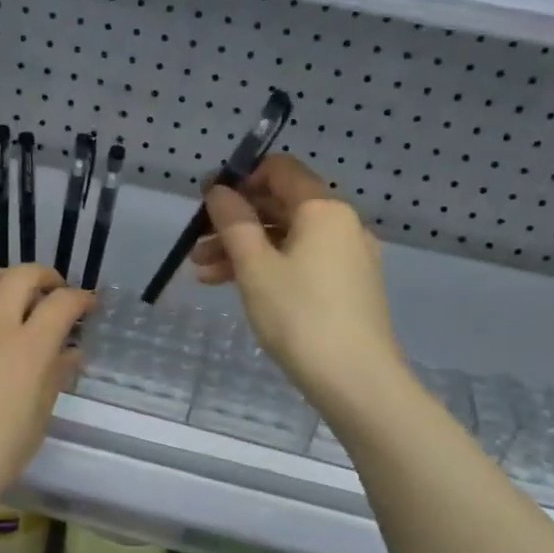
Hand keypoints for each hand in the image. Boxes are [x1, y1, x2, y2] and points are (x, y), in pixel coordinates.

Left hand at [0, 265, 91, 520]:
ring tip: (13, 296)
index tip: (87, 305)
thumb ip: (54, 379)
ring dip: (7, 279)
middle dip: (45, 277)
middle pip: (22, 276)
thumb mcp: (35, 423)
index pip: (61, 304)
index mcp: (27, 350)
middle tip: (53, 293)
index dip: (80, 298)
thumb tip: (69, 353)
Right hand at [192, 155, 401, 406]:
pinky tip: (236, 288)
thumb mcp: (256, 268)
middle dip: (235, 223)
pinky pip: (301, 263)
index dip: (240, 179)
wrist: (358, 382)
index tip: (207, 201)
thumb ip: (234, 223)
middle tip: (196, 245)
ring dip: (245, 250)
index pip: (280, 170)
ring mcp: (348, 257)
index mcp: (323, 209)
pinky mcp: (348, 287)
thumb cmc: (301, 317)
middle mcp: (341, 225)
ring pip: (287, 239)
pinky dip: (269, 268)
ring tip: (203, 274)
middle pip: (280, 207)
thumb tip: (219, 190)